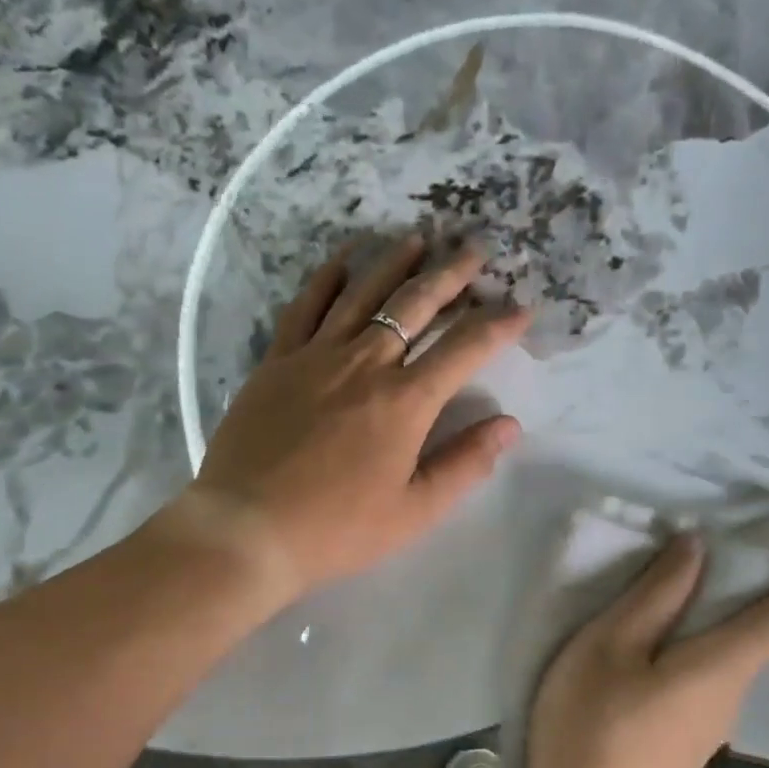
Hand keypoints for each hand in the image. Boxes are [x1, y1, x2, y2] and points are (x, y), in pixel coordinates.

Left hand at [168, 235, 530, 603]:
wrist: (247, 528)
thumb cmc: (337, 528)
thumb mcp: (414, 511)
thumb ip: (464, 464)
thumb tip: (509, 425)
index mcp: (405, 402)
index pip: (463, 349)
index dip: (497, 325)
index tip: (520, 308)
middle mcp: (365, 363)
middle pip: (415, 305)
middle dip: (451, 274)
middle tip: (474, 250)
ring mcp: (316, 356)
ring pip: (363, 293)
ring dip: (395, 262)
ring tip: (419, 239)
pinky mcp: (277, 361)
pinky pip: (306, 305)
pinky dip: (328, 277)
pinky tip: (344, 259)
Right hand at [530, 535, 768, 767]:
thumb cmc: (593, 729)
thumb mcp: (609, 648)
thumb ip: (655, 597)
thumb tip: (697, 547)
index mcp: (721, 666)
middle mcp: (731, 695)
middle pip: (762, 635)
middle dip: (758, 588)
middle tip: (724, 547)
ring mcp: (710, 724)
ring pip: (733, 657)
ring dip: (725, 616)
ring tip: (683, 583)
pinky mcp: (686, 740)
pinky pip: (709, 677)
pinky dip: (702, 644)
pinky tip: (659, 641)